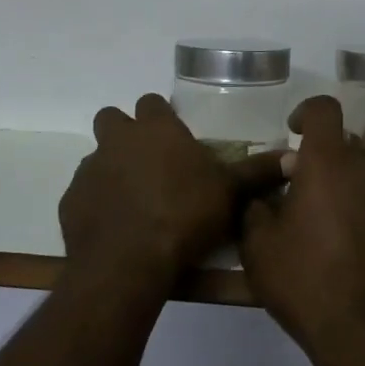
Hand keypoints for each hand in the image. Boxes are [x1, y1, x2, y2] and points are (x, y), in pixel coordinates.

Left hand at [59, 93, 288, 299]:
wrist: (129, 262)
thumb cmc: (184, 216)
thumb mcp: (230, 193)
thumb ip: (258, 172)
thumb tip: (293, 155)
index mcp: (156, 129)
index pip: (152, 102)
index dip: (162, 117)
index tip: (174, 137)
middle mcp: (118, 140)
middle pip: (112, 119)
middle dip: (126, 133)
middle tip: (149, 162)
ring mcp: (90, 169)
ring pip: (97, 157)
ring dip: (112, 170)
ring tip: (134, 201)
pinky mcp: (71, 201)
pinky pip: (84, 193)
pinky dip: (97, 203)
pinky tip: (115, 227)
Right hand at [240, 95, 364, 365]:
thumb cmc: (305, 280)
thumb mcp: (259, 247)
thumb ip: (256, 208)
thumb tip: (265, 195)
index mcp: (329, 161)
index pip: (324, 109)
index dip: (306, 112)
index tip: (292, 132)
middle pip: (345, 143)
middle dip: (322, 158)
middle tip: (301, 191)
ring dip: (345, 183)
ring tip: (325, 221)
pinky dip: (364, 207)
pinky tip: (349, 243)